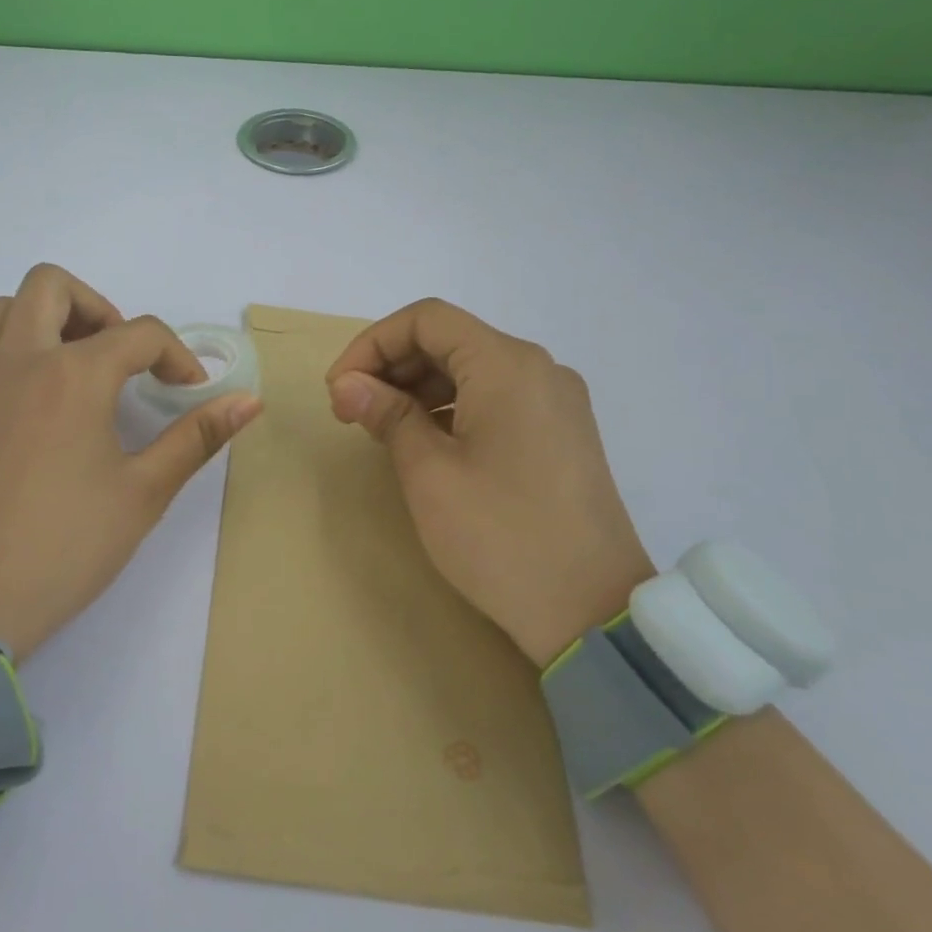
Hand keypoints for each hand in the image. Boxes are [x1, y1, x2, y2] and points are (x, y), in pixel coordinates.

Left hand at [0, 265, 261, 658]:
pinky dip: (12, 365)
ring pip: (4, 312)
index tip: (190, 390)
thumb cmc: (66, 546)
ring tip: (77, 370)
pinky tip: (33, 416)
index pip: (139, 333)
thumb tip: (249, 400)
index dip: (177, 356)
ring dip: (47, 322)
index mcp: (72, 374)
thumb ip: (196, 437)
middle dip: (98, 307)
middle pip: (51, 286)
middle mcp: (18, 362)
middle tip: (121, 356)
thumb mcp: (144, 493)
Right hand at [325, 299, 653, 666]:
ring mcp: (555, 402)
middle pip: (450, 340)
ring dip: (418, 388)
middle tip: (351, 411)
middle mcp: (538, 369)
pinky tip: (425, 442)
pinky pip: (496, 398)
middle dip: (392, 366)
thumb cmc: (500, 535)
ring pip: (472, 369)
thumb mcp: (429, 473)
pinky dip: (451, 407)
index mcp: (507, 365)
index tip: (339, 388)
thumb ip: (386, 414)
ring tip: (381, 429)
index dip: (372, 344)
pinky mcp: (561, 433)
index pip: (427, 320)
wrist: (593, 612)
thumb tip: (348, 384)